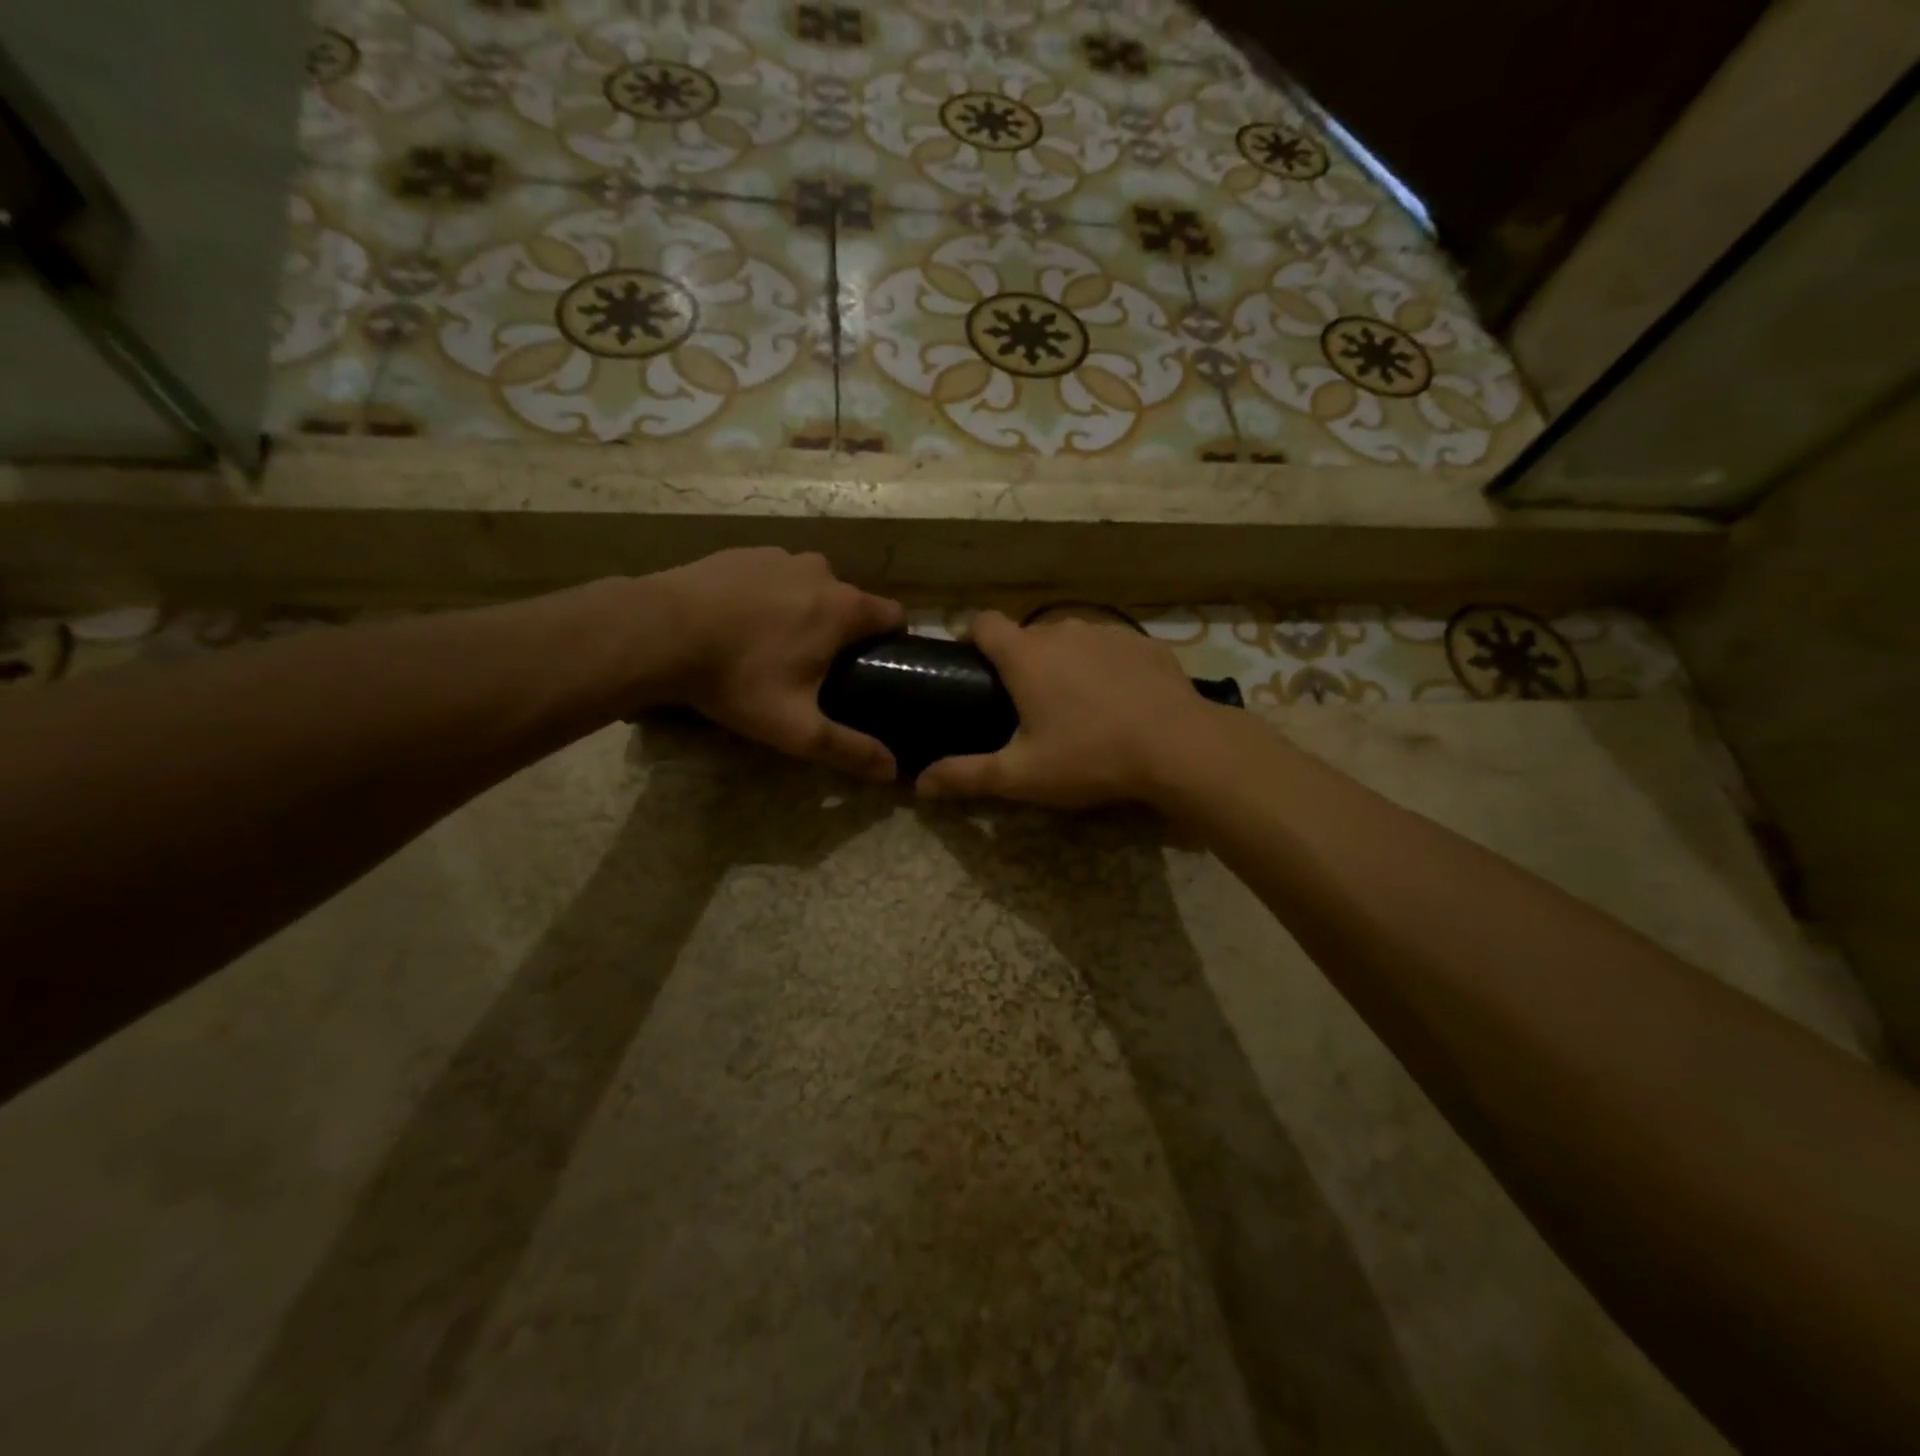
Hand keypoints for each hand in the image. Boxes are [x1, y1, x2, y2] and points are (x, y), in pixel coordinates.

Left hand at [648, 548, 903, 780]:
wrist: (658, 631)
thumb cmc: (738, 678)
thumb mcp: (796, 727)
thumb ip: (848, 749)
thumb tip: (892, 772)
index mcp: (844, 608)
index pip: (894, 615)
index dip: (892, 642)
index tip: (874, 667)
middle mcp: (820, 571)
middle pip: (850, 601)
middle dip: (843, 631)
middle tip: (817, 668)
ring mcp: (779, 556)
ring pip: (811, 585)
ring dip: (805, 610)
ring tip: (773, 645)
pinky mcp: (742, 553)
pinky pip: (773, 575)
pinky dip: (769, 595)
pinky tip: (740, 623)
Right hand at [915, 611, 1216, 807]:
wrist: (1178, 747)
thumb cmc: (1090, 756)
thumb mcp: (1021, 775)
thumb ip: (966, 776)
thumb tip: (919, 784)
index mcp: (1025, 655)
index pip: (983, 623)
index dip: (972, 639)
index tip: (972, 667)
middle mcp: (1062, 631)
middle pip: (1028, 636)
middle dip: (1021, 661)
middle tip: (1026, 705)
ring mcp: (1108, 632)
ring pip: (1072, 639)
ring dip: (1065, 662)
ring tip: (1076, 703)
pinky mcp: (1145, 643)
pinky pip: (1112, 648)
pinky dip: (1106, 666)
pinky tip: (1120, 700)